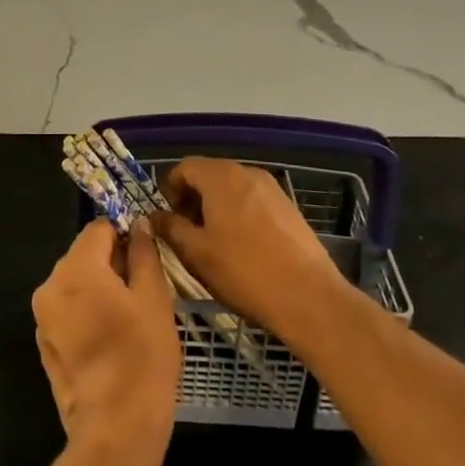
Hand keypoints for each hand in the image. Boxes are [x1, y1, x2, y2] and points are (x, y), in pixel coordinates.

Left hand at [32, 219, 180, 450]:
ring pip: (75, 285)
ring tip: (128, 321)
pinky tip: (110, 342)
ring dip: (98, 291)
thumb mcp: (153, 298)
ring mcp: (43, 318)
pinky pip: (67, 313)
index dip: (124, 237)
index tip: (146, 260)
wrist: (115, 431)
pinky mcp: (45, 345)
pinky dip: (86, 315)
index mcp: (75, 268)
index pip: (98, 229)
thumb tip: (137, 223)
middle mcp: (50, 285)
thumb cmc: (141, 357)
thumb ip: (143, 253)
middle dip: (111, 265)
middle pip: (83, 256)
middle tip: (142, 294)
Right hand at [151, 158, 353, 347]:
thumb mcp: (196, 254)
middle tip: (186, 231)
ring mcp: (272, 188)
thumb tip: (154, 216)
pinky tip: (242, 247)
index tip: (167, 216)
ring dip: (216, 206)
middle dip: (193, 198)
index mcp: (221, 177)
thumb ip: (170, 228)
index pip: (185, 167)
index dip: (170, 188)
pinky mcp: (289, 208)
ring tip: (214, 241)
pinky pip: (253, 201)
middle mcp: (246, 172)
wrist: (310, 298)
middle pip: (210, 175)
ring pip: (233, 188)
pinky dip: (239, 214)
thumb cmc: (244, 272)